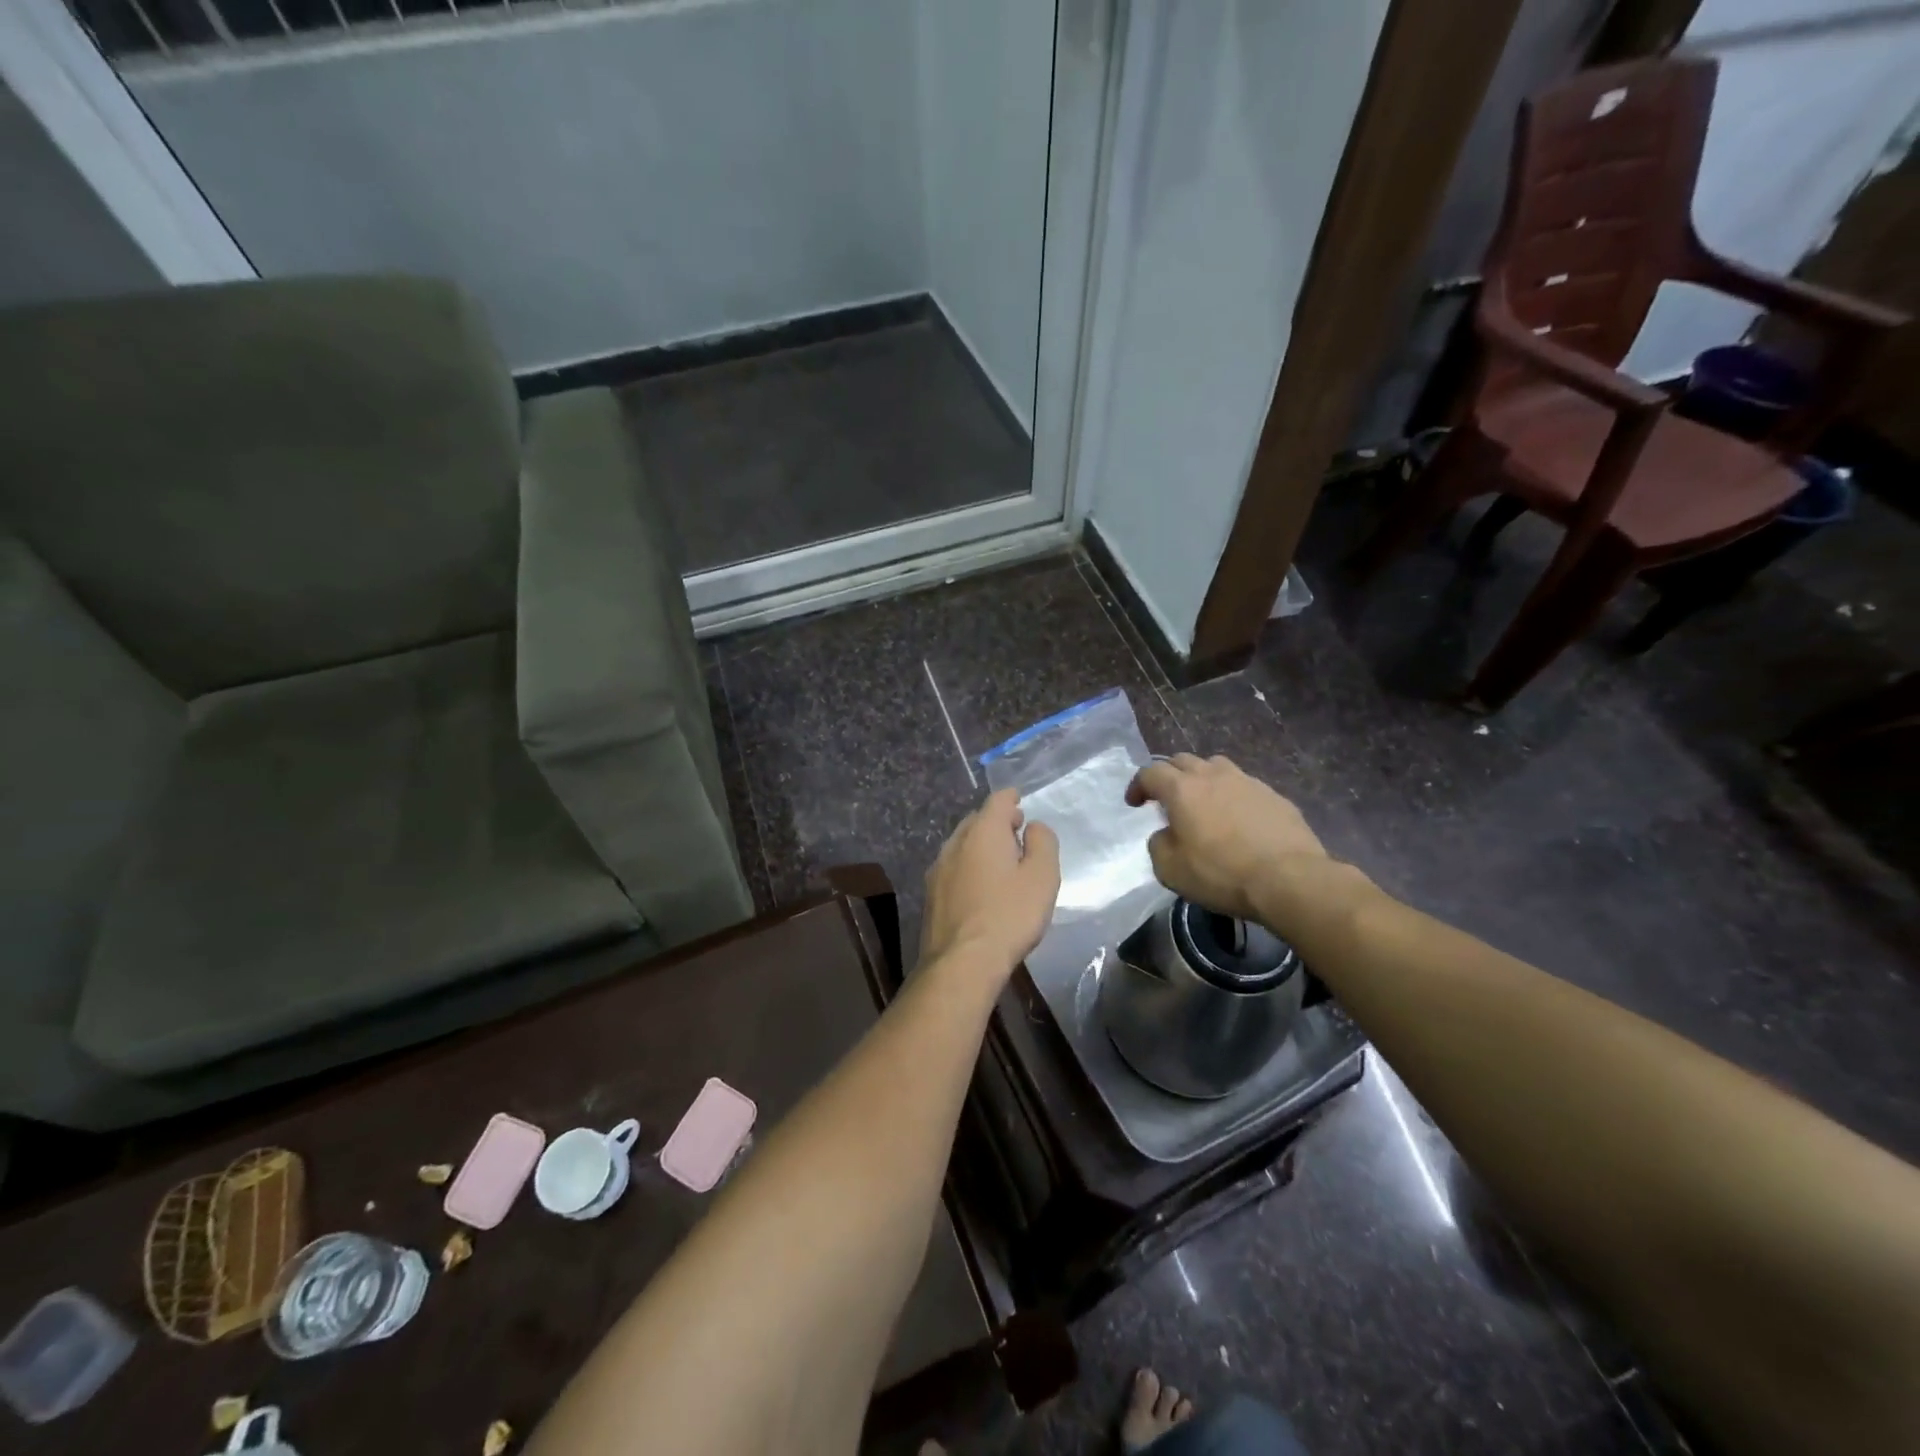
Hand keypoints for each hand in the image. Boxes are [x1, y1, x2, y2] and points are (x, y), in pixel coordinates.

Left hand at [921, 789, 1061, 977]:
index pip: (997, 801)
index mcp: (982, 832)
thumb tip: (1033, 826)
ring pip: (961, 844)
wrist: (962, 962)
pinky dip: (968, 866)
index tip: (1020, 800)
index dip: (1011, 798)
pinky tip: (979, 887)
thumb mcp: (1042, 877)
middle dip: (996, 822)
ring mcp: (938, 869)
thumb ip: (1042, 843)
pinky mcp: (930, 895)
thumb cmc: (1009, 915)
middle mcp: (955, 843)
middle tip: (1016, 833)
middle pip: (977, 820)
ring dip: (980, 845)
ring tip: (1000, 861)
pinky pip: (953, 868)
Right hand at [1126, 755, 1354, 931]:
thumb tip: (1166, 834)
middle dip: (1169, 775)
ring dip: (1202, 779)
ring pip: (1216, 767)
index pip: (1150, 772)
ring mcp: (1248, 782)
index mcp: (1182, 789)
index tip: (1135, 803)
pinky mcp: (1275, 796)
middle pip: (1183, 760)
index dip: (1138, 785)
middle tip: (1166, 798)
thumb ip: (1159, 845)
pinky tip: (1238, 820)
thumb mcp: (1170, 869)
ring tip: (1203, 801)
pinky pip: (1244, 786)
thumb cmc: (1221, 873)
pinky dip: (1232, 796)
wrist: (1289, 879)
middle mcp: (1213, 776)